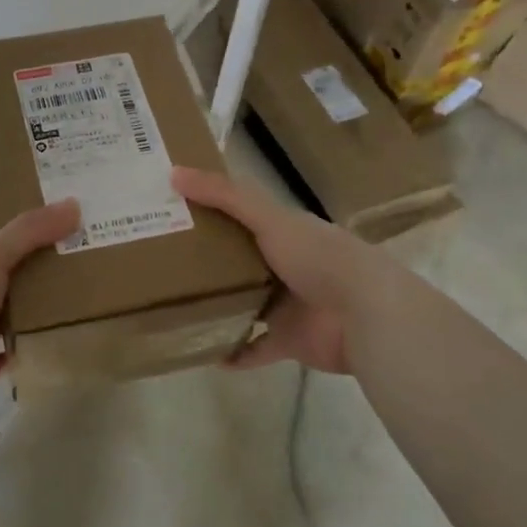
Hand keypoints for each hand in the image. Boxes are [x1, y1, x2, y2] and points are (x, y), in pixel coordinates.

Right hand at [171, 166, 375, 374]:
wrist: (365, 314)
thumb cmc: (317, 256)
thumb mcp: (267, 217)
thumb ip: (224, 196)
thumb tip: (173, 173)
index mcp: (284, 230)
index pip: (241, 215)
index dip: (209, 210)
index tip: (172, 210)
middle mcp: (284, 264)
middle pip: (239, 260)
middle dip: (206, 260)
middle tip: (161, 260)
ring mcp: (287, 304)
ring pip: (245, 303)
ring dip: (218, 305)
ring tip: (174, 305)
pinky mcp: (289, 340)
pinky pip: (255, 347)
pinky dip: (235, 351)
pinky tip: (205, 353)